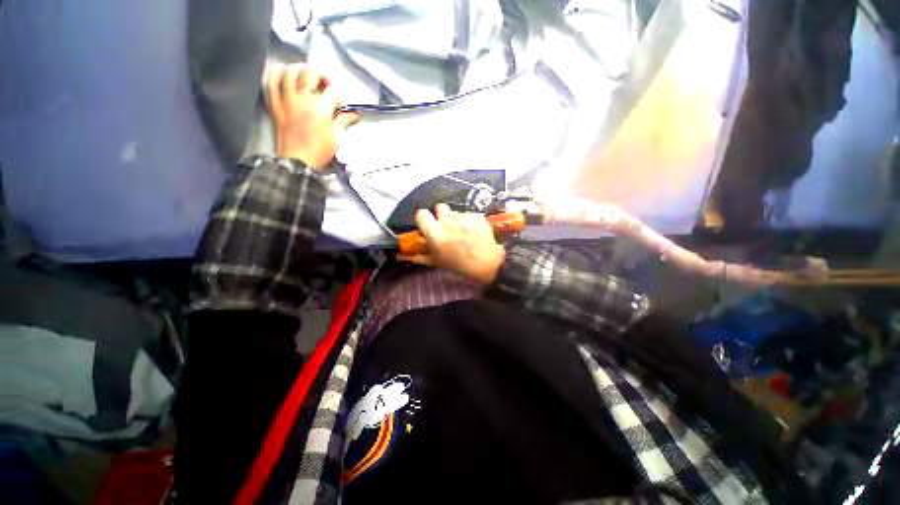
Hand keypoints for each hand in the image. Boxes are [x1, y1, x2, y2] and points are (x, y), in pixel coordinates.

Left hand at [265, 63, 358, 167]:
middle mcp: (303, 99)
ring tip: (305, 77)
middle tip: (325, 84)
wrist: (296, 162)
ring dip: (299, 70)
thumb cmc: (319, 151)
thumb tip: (354, 115)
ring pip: (290, 71)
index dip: (338, 97)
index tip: (340, 106)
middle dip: (321, 75)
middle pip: (311, 73)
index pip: (333, 93)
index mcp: (320, 109)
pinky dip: (277, 74)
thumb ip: (343, 122)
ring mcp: (286, 99)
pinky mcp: (274, 104)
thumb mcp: (336, 138)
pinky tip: (284, 77)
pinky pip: (271, 81)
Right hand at [399, 204, 505, 284]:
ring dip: (457, 219)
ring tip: (464, 231)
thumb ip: (417, 256)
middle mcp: (448, 222)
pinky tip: (474, 232)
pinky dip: (470, 221)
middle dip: (443, 215)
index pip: (422, 213)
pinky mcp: (476, 216)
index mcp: (435, 234)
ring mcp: (464, 218)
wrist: (487, 264)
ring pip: (456, 211)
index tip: (430, 223)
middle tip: (448, 227)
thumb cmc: (458, 265)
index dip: (425, 218)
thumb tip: (399, 254)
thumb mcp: (435, 262)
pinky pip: (469, 214)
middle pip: (440, 207)